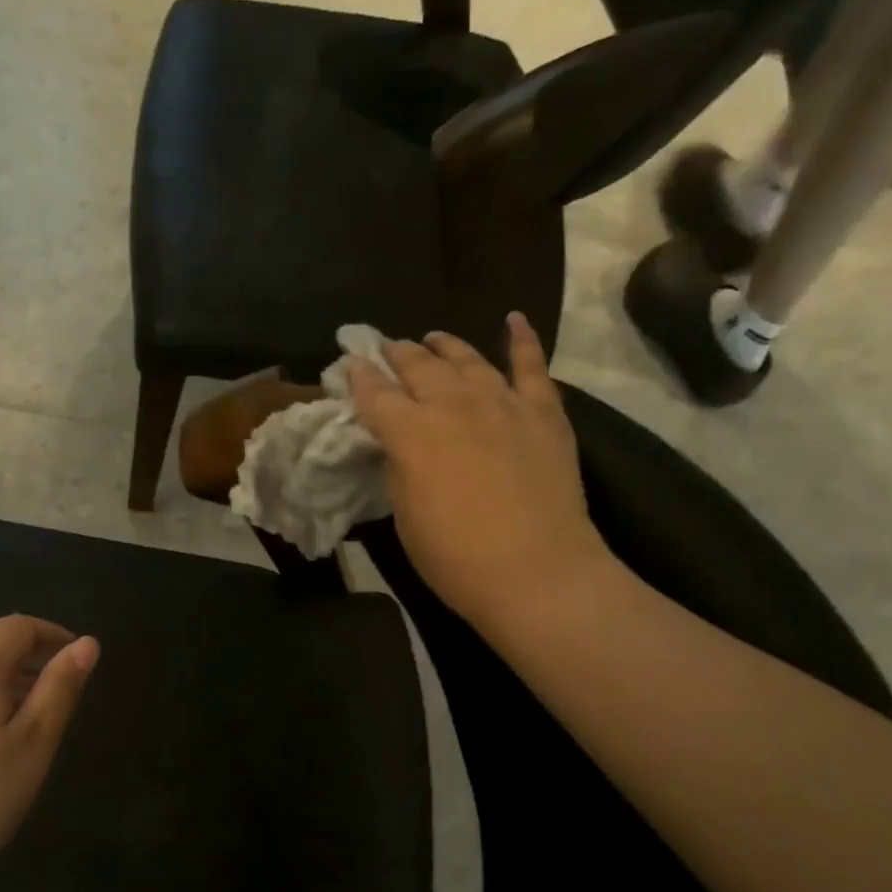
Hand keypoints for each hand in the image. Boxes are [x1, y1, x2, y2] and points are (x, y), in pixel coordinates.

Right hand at [348, 312, 610, 627]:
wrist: (536, 571)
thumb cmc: (455, 557)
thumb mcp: (406, 515)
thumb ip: (399, 469)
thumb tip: (398, 445)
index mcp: (410, 433)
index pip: (375, 393)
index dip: (358, 377)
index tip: (348, 365)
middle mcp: (452, 405)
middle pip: (418, 367)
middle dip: (396, 354)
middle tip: (385, 348)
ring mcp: (502, 403)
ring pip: (467, 359)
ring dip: (444, 346)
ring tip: (431, 338)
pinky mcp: (543, 412)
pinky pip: (531, 365)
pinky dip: (522, 339)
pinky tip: (513, 320)